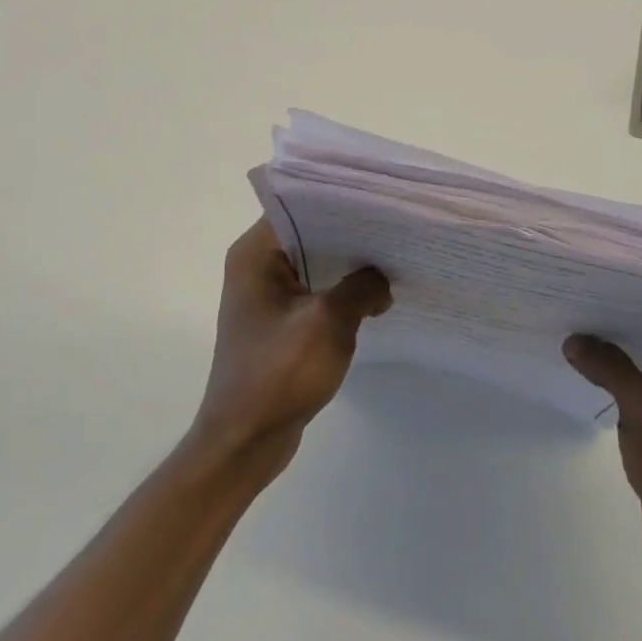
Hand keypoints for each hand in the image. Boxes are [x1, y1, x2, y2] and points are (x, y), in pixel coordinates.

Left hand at [188, 218, 391, 476]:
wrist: (244, 442)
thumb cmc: (278, 376)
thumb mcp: (328, 324)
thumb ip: (360, 288)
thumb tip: (381, 277)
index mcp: (255, 254)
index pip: (299, 205)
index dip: (340, 199)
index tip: (381, 197)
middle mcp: (256, 265)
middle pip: (309, 232)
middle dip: (352, 232)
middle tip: (397, 225)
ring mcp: (266, 294)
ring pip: (315, 262)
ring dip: (349, 264)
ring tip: (394, 255)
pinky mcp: (279, 320)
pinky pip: (315, 290)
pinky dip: (341, 289)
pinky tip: (376, 294)